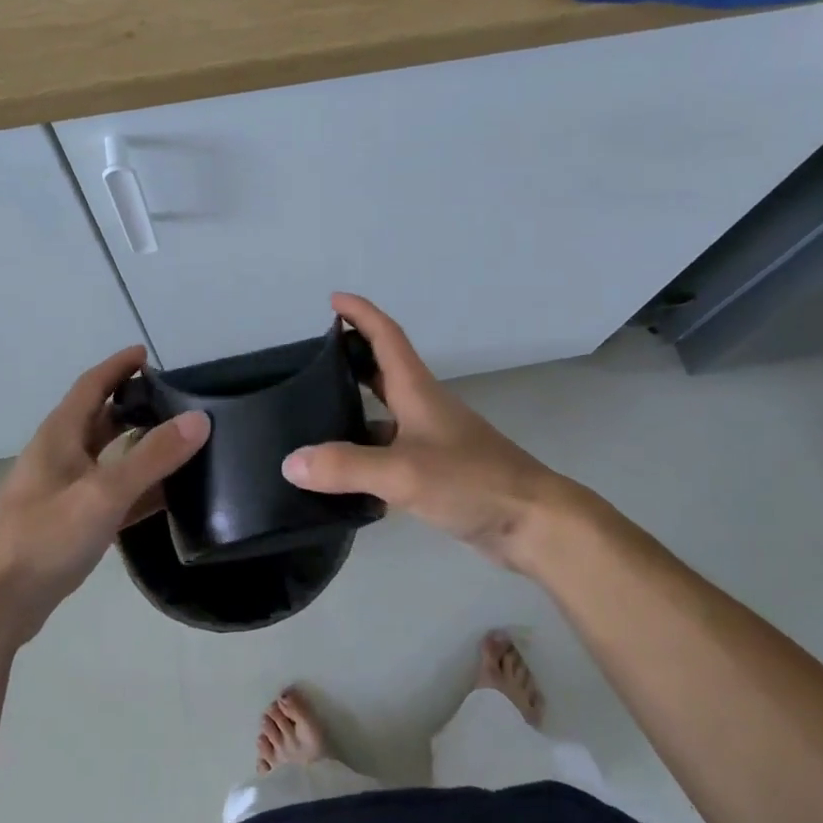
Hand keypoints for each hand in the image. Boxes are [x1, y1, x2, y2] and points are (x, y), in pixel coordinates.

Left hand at [0, 347, 208, 640]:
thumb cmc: (43, 536)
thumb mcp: (103, 492)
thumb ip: (152, 457)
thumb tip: (199, 419)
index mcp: (60, 435)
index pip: (92, 384)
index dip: (119, 366)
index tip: (148, 354)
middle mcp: (60, 455)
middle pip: (101, 418)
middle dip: (135, 405)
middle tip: (177, 402)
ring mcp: (63, 491)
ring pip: (107, 457)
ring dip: (138, 447)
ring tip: (180, 444)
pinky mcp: (69, 524)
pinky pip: (111, 494)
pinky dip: (137, 489)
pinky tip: (166, 497)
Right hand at [282, 294, 597, 567]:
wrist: (531, 522)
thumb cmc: (471, 481)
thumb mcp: (403, 472)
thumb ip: (345, 466)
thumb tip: (290, 462)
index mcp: (417, 390)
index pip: (386, 336)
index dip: (361, 314)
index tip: (333, 300)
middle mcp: (423, 407)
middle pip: (383, 370)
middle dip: (351, 357)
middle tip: (312, 360)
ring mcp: (432, 440)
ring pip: (385, 413)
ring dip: (355, 407)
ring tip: (314, 416)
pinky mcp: (436, 471)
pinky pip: (390, 451)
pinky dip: (366, 452)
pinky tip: (342, 474)